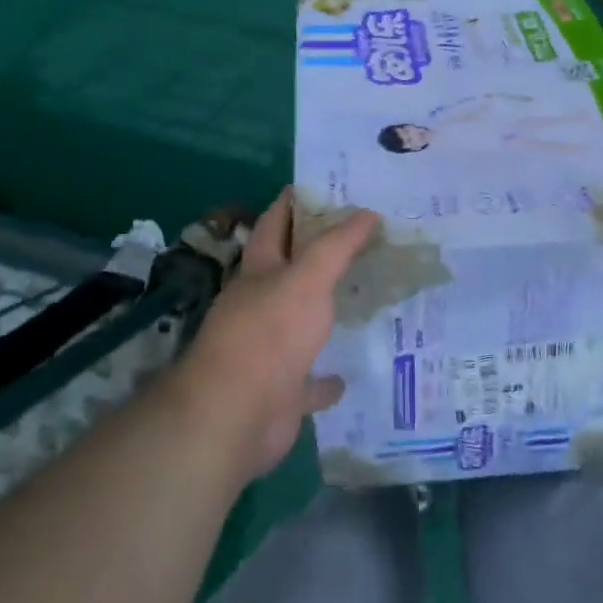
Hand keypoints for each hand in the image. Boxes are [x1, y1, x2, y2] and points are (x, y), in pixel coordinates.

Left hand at [173, 189, 378, 482]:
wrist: (235, 415)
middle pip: (288, 270)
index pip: (274, 223)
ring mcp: (268, 349)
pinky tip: (346, 375)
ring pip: (299, 323)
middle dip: (316, 255)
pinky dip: (325, 378)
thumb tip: (367, 212)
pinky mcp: (280, 391)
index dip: (294, 202)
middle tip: (361, 240)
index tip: (324, 187)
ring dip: (322, 313)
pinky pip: (308, 381)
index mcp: (259, 271)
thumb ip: (337, 246)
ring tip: (361, 298)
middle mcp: (259, 305)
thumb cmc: (269, 334)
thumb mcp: (307, 279)